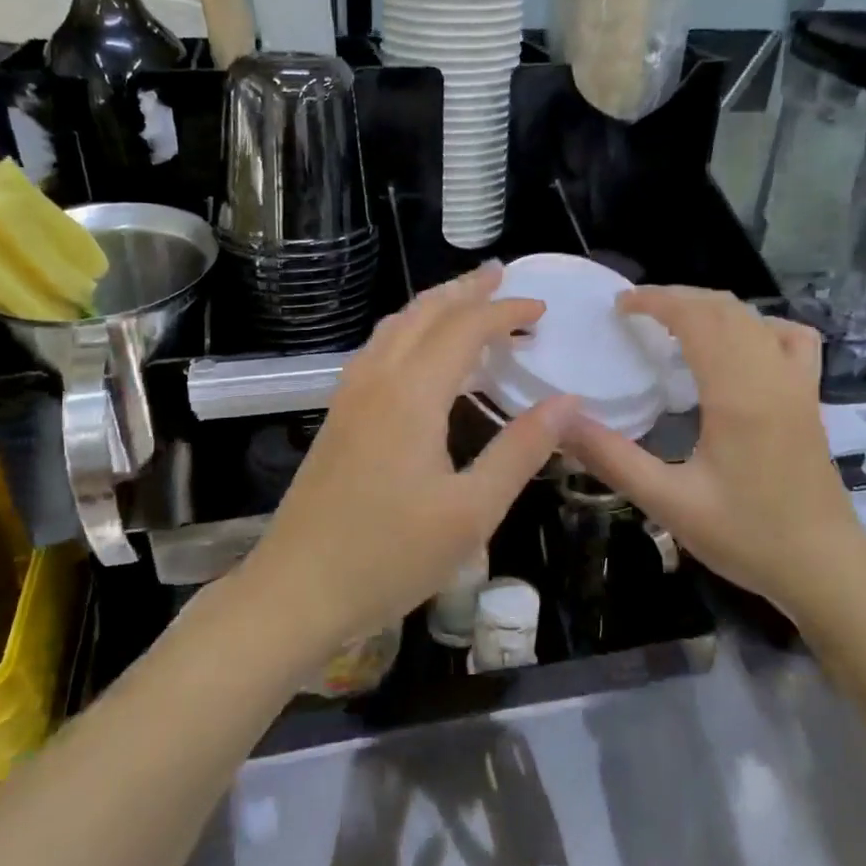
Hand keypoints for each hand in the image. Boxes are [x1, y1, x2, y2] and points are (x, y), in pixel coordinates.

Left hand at [244, 263, 575, 651]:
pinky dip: (409, 330)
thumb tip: (568, 402)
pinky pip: (378, 349)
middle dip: (466, 290)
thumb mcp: (471, 513)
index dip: (505, 311)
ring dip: (434, 305)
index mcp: (412, 395)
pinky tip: (420, 350)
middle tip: (503, 275)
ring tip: (467, 299)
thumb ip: (520, 450)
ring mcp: (349, 396)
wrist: (297, 589)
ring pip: (395, 327)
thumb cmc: (389, 557)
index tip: (541, 308)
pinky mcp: (338, 416)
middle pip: (424, 313)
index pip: (465, 329)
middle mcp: (377, 380)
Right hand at [562, 287, 865, 616]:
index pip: (696, 318)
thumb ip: (612, 458)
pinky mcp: (809, 398)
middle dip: (677, 298)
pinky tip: (738, 345)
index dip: (656, 301)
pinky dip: (757, 325)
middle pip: (725, 309)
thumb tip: (560, 422)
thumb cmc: (746, 536)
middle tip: (634, 311)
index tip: (619, 306)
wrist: (824, 568)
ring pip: (755, 318)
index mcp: (738, 394)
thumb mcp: (668, 502)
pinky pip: (789, 339)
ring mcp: (797, 384)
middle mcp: (771, 375)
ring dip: (711, 308)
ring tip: (674, 321)